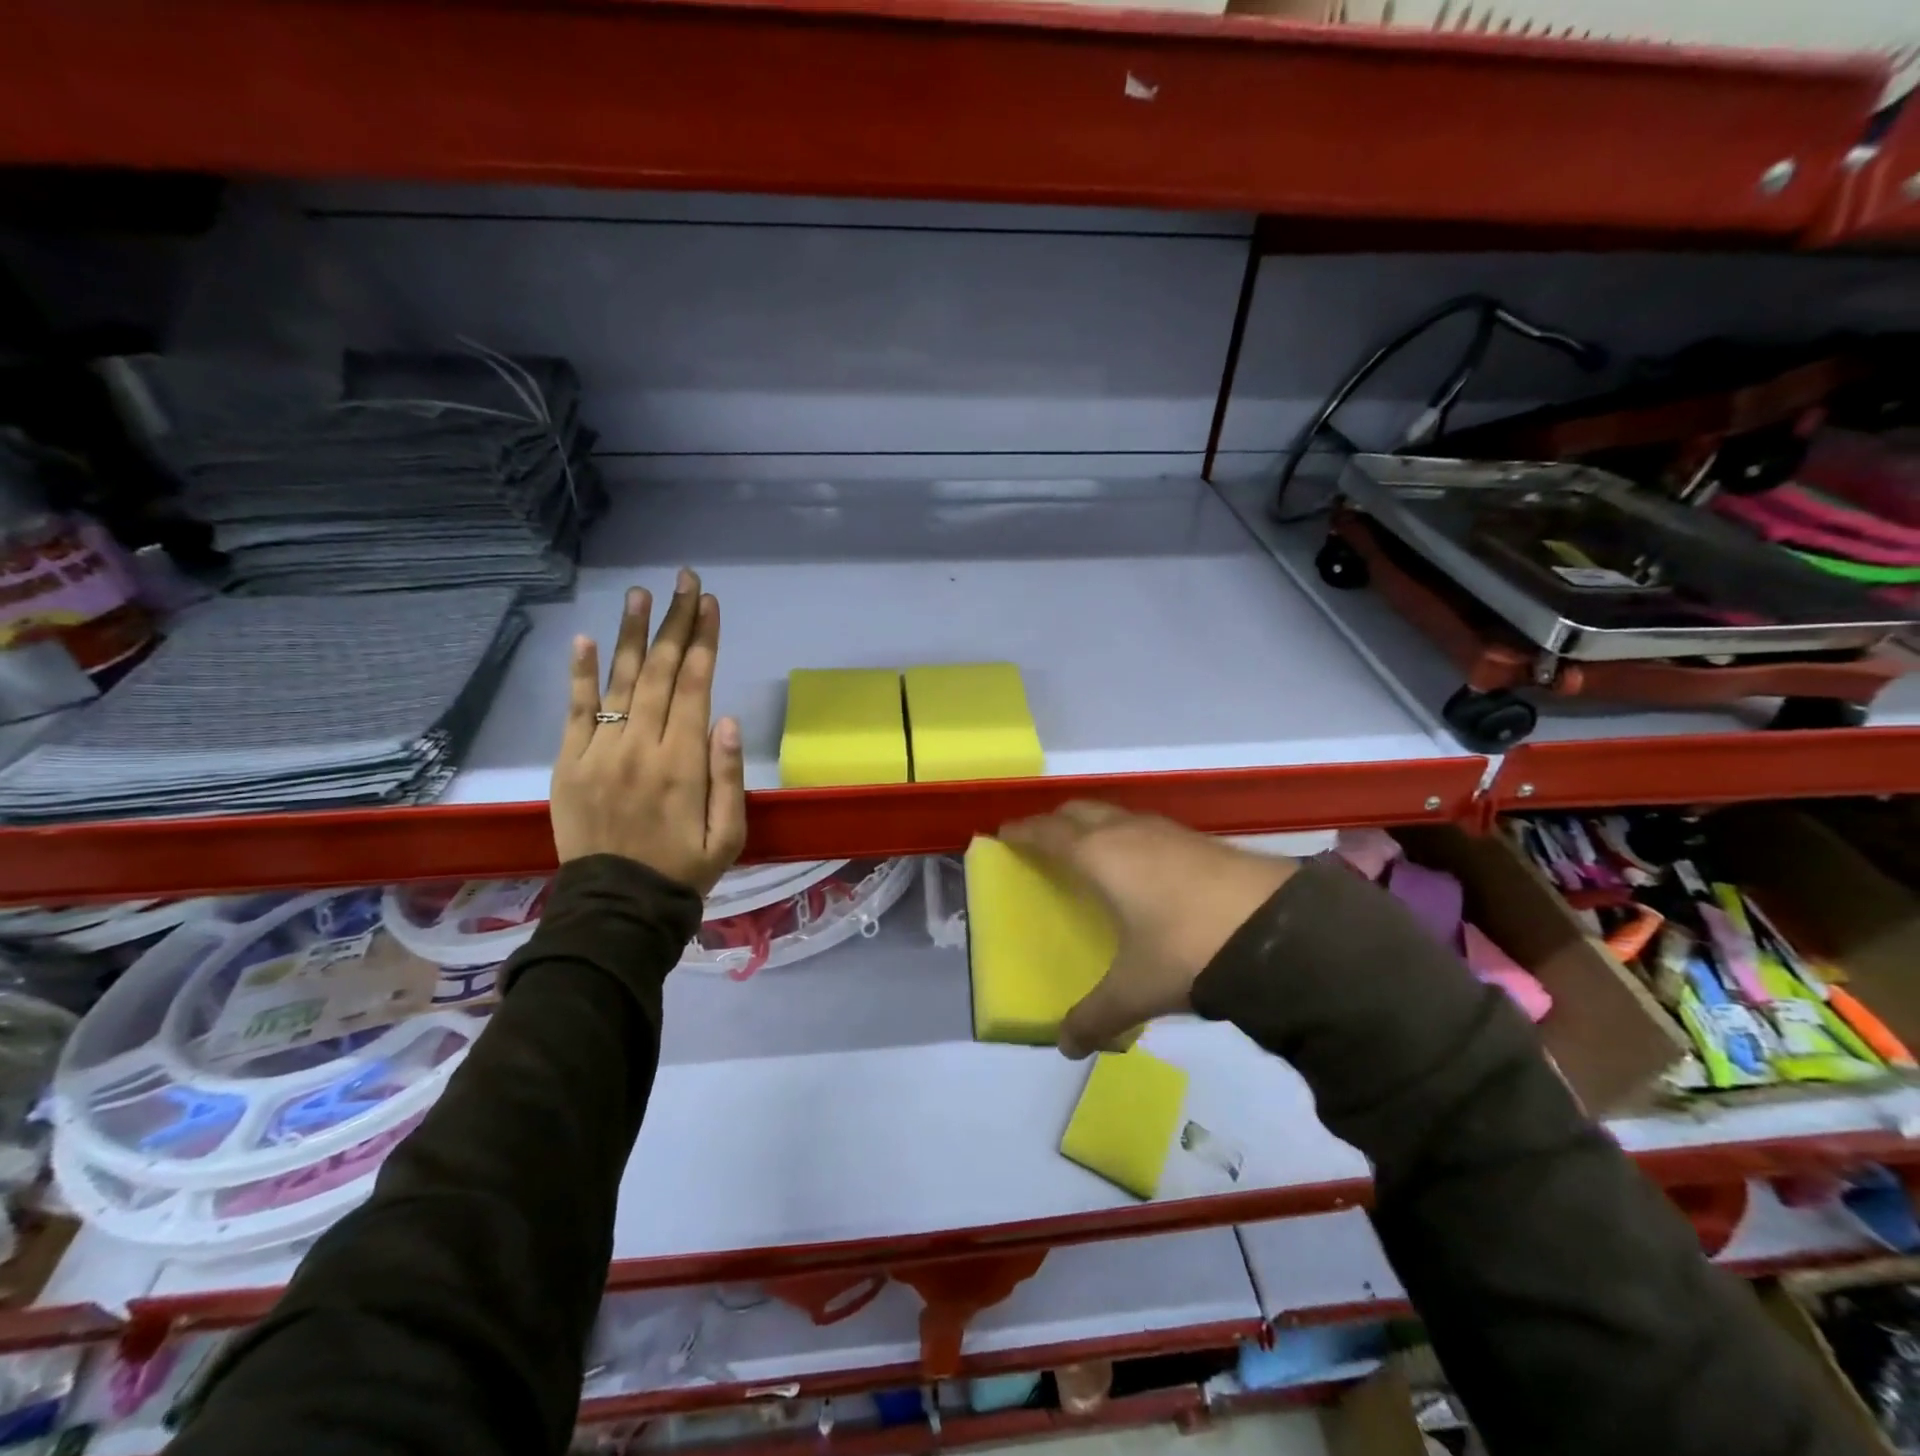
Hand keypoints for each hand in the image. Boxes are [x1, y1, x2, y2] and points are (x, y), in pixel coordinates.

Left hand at [550, 568, 746, 892]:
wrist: (617, 907)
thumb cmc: (683, 869)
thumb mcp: (728, 834)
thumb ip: (729, 776)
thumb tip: (728, 719)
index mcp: (684, 763)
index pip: (697, 686)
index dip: (704, 641)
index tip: (710, 604)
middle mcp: (642, 747)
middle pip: (663, 672)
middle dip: (676, 623)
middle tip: (685, 580)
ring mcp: (600, 753)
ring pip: (621, 681)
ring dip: (634, 635)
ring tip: (642, 594)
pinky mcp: (569, 764)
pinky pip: (576, 711)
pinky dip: (581, 675)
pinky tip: (586, 639)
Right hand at [997, 802, 1296, 1057]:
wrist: (1276, 930)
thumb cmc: (1185, 948)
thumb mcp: (1135, 989)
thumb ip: (1096, 1017)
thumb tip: (1066, 1047)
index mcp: (1098, 856)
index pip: (1047, 833)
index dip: (1022, 832)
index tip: (1004, 834)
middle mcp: (1127, 832)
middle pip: (1078, 812)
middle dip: (1055, 822)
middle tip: (1042, 841)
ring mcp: (1166, 831)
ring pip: (1115, 816)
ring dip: (1095, 826)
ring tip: (1090, 852)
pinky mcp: (1200, 840)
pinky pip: (1146, 828)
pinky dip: (1129, 837)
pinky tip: (1144, 867)